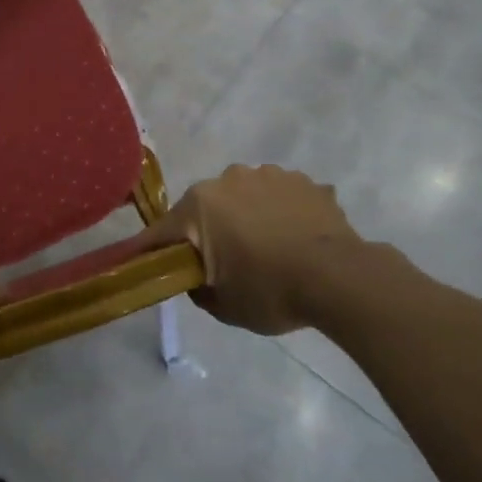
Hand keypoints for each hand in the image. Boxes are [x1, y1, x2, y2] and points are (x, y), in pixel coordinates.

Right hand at [139, 164, 406, 334]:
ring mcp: (269, 175)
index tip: (142, 260)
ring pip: (246, 196)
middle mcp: (229, 179)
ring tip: (270, 249)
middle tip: (226, 262)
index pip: (164, 229)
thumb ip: (199, 289)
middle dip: (210, 230)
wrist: (339, 278)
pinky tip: (297, 239)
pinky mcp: (303, 181)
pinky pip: (281, 197)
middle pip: (207, 208)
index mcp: (200, 205)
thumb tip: (197, 279)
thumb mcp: (224, 307)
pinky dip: (282, 213)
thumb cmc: (270, 291)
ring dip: (248, 216)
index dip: (152, 249)